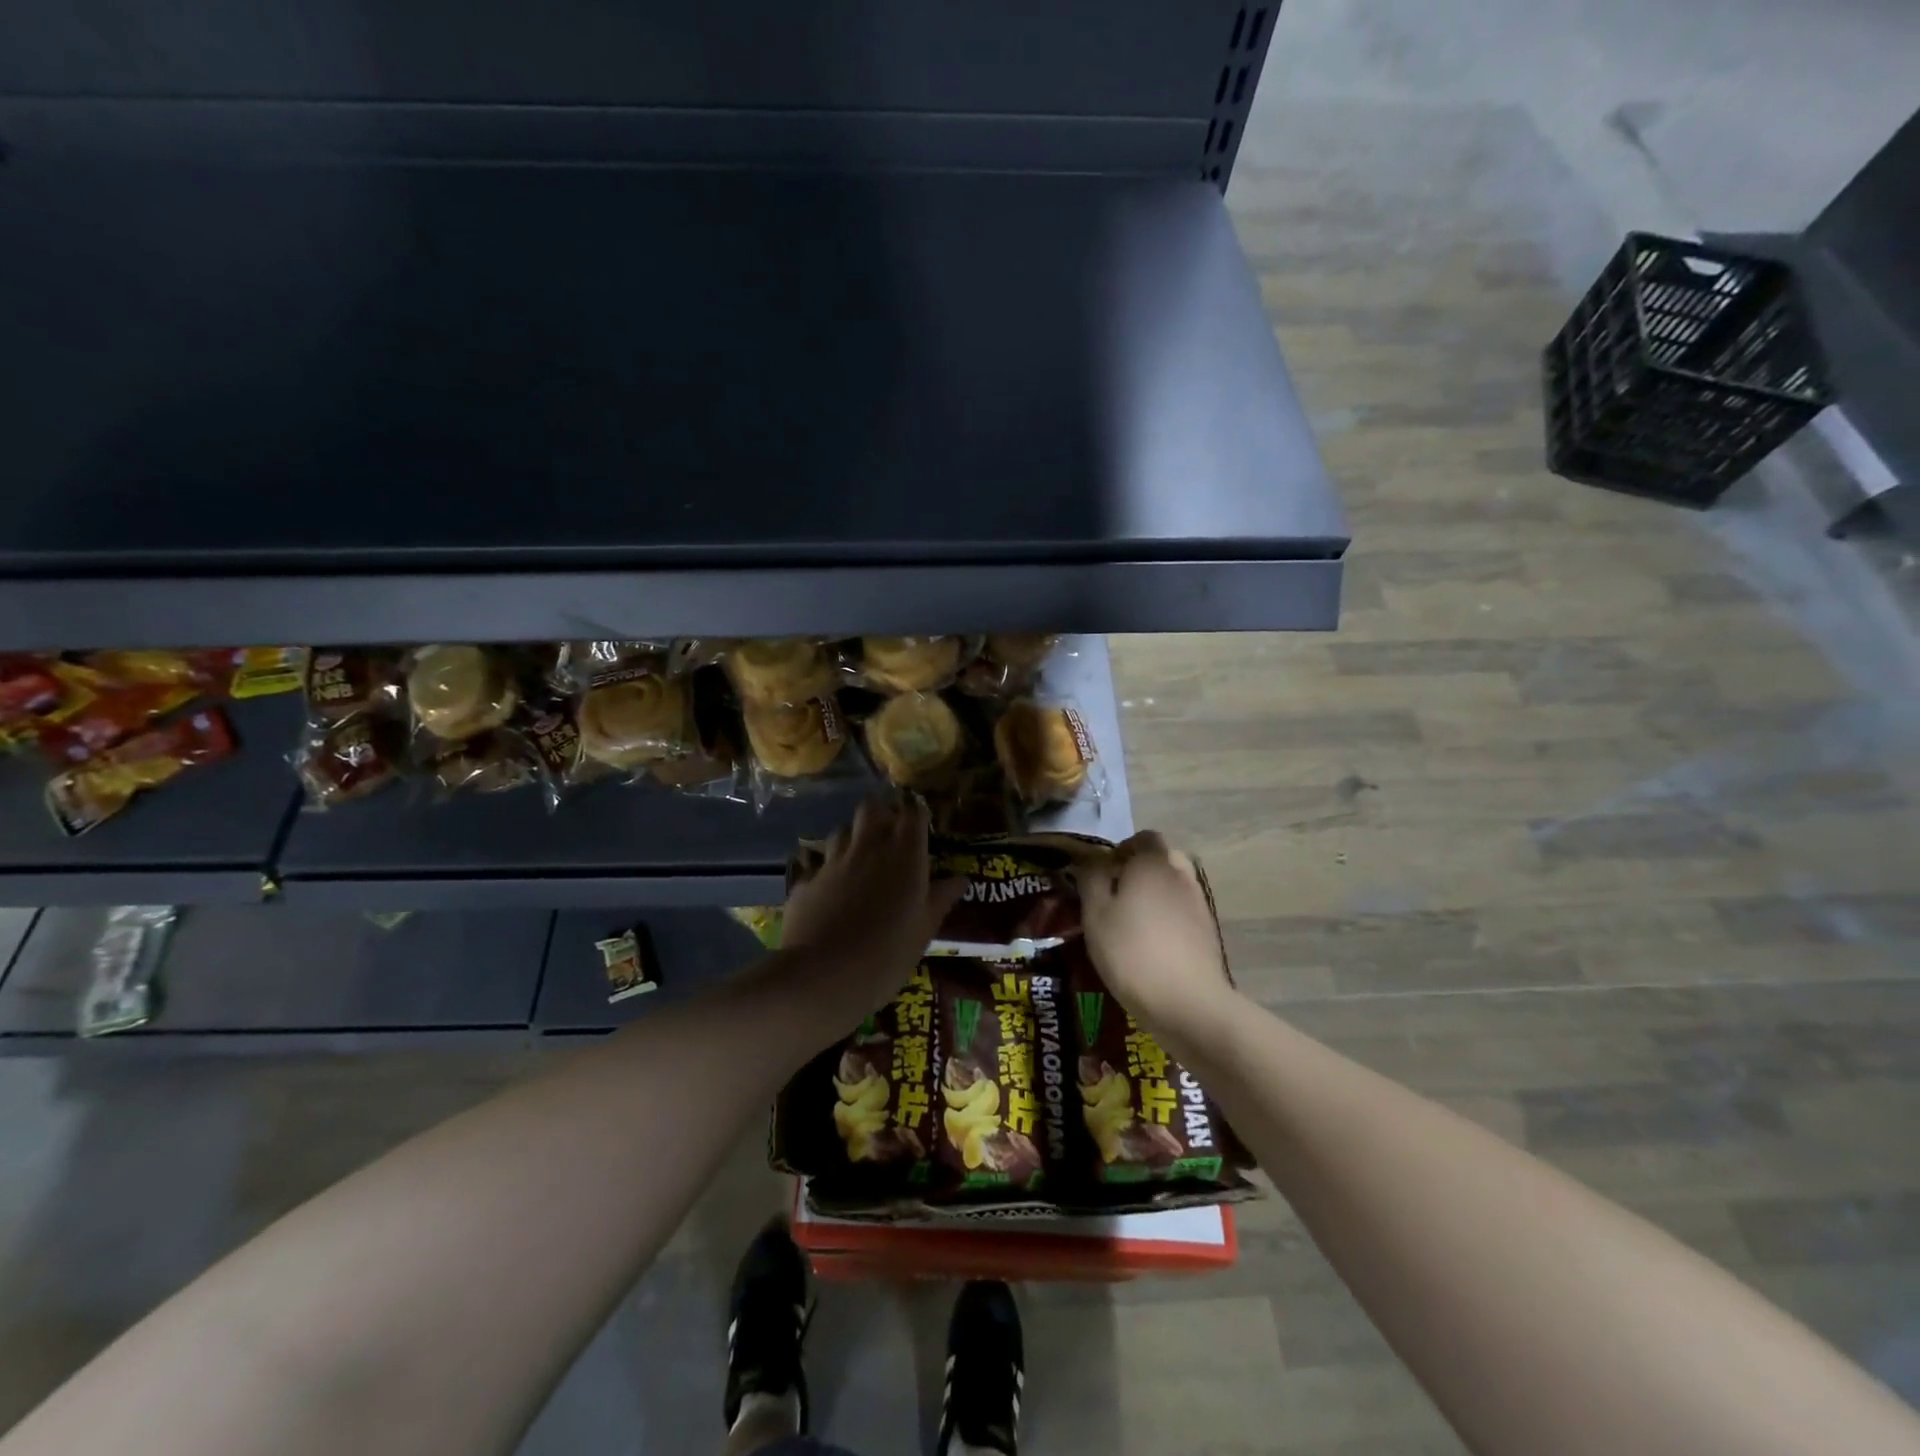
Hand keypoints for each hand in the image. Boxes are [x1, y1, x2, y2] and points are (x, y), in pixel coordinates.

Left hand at [781, 794, 962, 1023]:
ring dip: (853, 837)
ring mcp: (833, 861)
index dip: (916, 814)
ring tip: (861, 860)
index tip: (921, 826)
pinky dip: (828, 872)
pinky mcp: (806, 881)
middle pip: (872, 808)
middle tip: (890, 835)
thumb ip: (941, 899)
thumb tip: (960, 879)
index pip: (913, 813)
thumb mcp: (924, 931)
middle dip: (881, 813)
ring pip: (843, 830)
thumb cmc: (887, 955)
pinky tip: (831, 893)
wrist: (821, 976)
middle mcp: (868, 847)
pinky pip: (820, 865)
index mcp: (905, 856)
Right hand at [1076, 831, 1238, 1050]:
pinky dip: (1168, 916)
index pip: (1142, 838)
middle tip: (1115, 894)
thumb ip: (1091, 878)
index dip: (1121, 850)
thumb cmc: (1131, 951)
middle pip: (1161, 858)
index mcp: (1153, 862)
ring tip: (1131, 920)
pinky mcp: (1208, 931)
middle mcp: (1180, 874)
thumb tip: (1091, 860)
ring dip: (1155, 893)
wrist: (1187, 1003)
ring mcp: (1199, 903)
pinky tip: (1151, 942)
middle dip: (1139, 869)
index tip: (1102, 873)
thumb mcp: (1095, 914)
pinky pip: (1183, 910)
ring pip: (1174, 884)